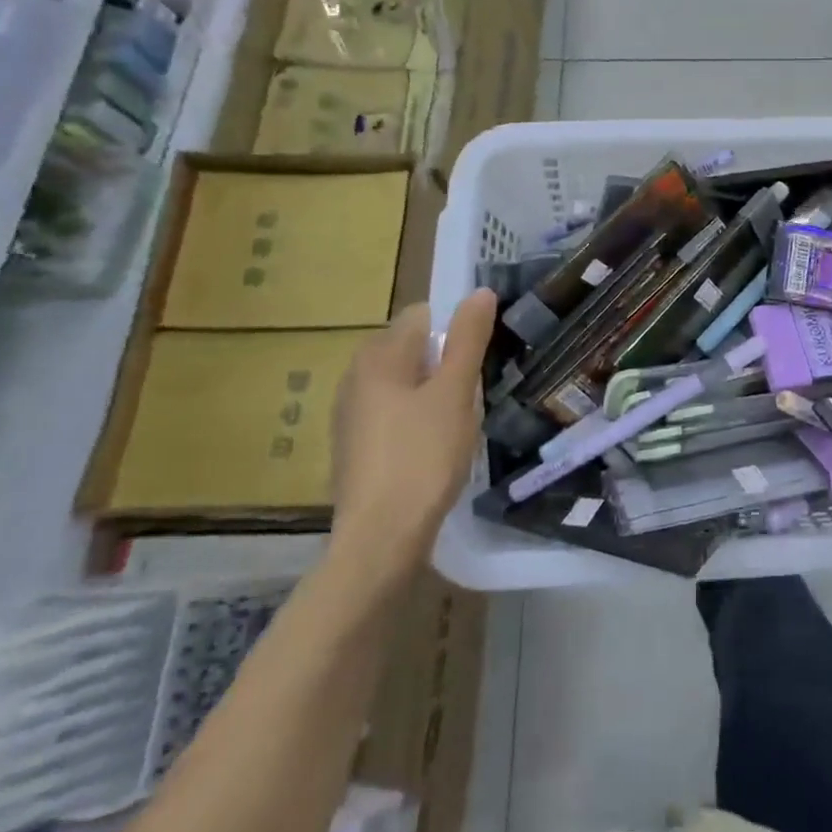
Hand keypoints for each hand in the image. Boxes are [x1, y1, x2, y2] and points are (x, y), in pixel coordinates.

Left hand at [328, 288, 498, 585]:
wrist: (380, 539)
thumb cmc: (422, 456)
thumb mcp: (455, 392)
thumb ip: (468, 339)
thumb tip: (479, 292)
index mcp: (377, 357)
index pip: (421, 316)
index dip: (455, 328)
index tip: (481, 355)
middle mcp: (355, 378)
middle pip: (412, 349)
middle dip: (445, 362)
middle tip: (474, 390)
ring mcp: (351, 415)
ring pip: (404, 383)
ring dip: (433, 392)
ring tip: (460, 420)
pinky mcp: (355, 447)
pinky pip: (394, 413)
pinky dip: (417, 418)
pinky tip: (435, 447)